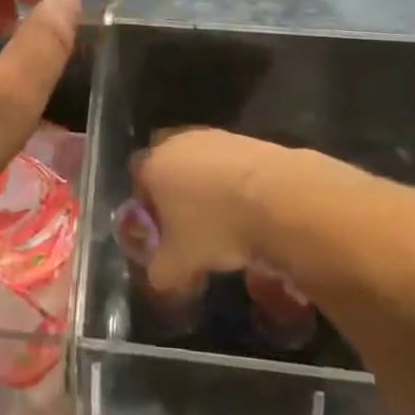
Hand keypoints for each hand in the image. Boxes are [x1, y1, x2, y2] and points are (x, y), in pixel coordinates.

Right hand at [132, 129, 291, 293]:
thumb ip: (159, 272)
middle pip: (170, 174)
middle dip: (178, 202)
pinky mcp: (244, 140)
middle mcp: (177, 143)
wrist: (276, 196)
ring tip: (227, 226)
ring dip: (208, 194)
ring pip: (200, 169)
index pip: (139, 185)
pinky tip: (249, 211)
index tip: (166, 238)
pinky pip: (228, 167)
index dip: (150, 214)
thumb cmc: (215, 227)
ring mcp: (212, 137)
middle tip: (194, 234)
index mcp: (153, 166)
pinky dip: (234, 187)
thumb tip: (158, 276)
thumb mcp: (178, 264)